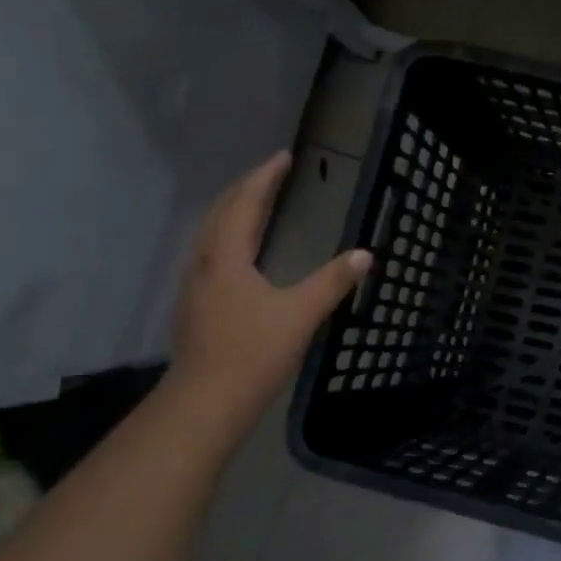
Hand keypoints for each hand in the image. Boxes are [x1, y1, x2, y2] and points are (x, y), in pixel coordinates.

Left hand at [168, 152, 370, 413]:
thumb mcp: (301, 315)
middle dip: (245, 189)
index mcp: (226, 259)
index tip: (283, 157)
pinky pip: (211, 255)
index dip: (264, 178)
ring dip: (233, 212)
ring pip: (211, 235)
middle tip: (271, 174)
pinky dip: (229, 238)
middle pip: (220, 214)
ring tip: (256, 204)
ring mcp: (195, 288)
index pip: (244, 205)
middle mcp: (204, 265)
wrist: (205, 404)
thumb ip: (332, 282)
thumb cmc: (253, 353)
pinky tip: (241, 255)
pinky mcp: (195, 308)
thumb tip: (364, 254)